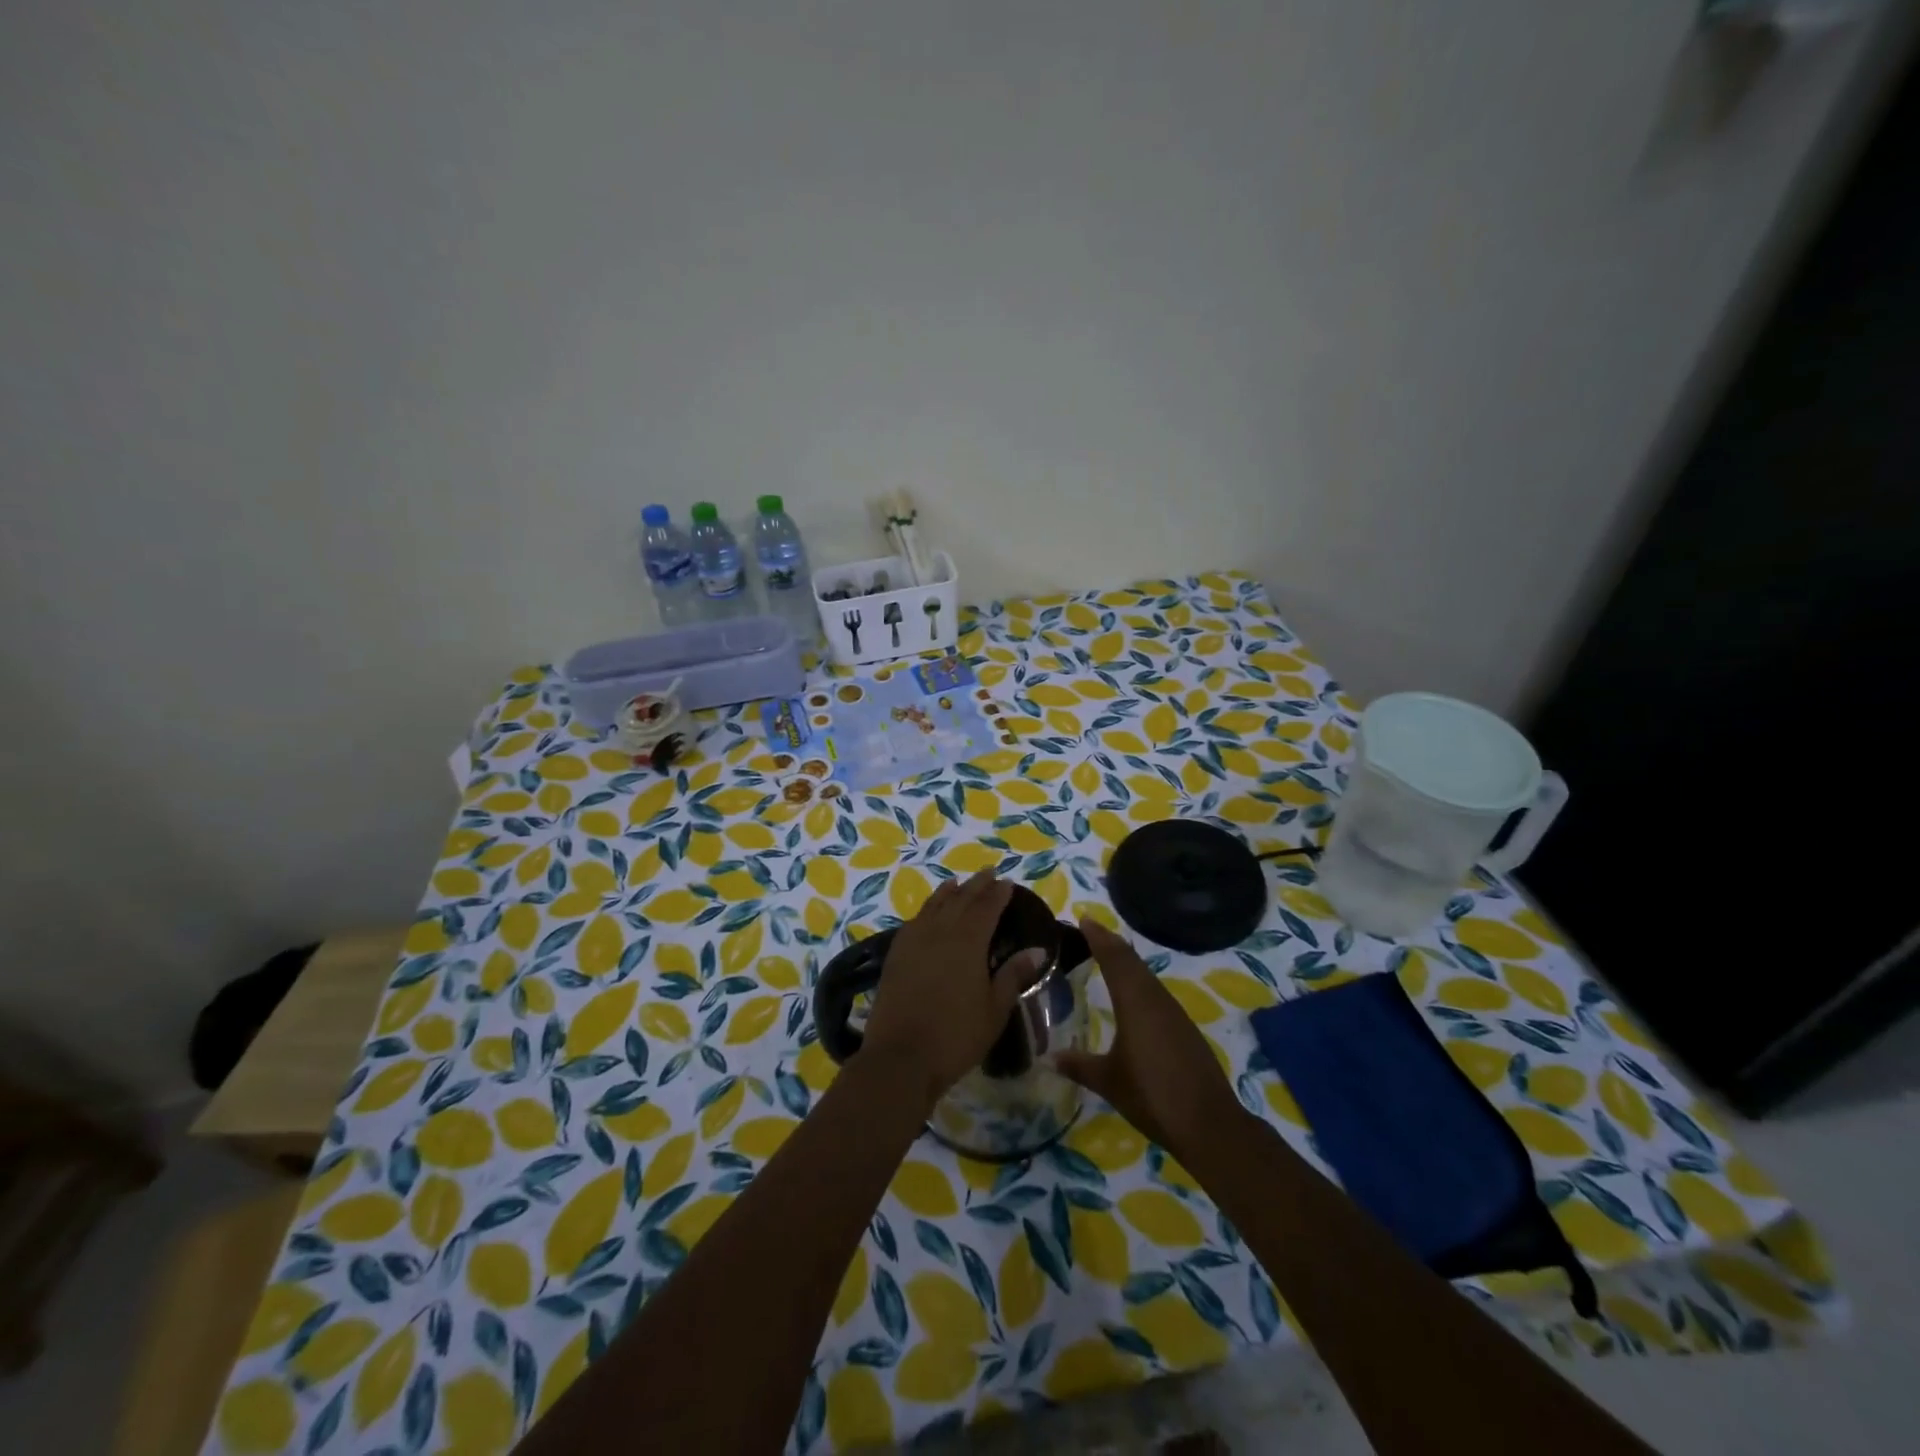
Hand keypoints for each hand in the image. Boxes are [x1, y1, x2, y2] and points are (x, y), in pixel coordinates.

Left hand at [860, 872, 1046, 1112]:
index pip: (987, 908)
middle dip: (977, 885)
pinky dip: (926, 909)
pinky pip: (915, 920)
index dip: (998, 894)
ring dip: (949, 892)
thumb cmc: (956, 1035)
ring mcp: (914, 940)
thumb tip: (1037, 950)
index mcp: (969, 941)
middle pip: (961, 899)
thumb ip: (1013, 975)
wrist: (900, 1056)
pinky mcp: (896, 954)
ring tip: (958, 883)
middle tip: (989, 873)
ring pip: (934, 905)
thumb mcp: (994, 1009)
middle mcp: (940, 931)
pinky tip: (928, 912)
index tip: (1008, 883)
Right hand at [1055, 918, 1244, 1156]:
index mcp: (1135, 1002)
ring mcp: (1174, 1013)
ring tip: (1108, 955)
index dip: (1098, 937)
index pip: (1114, 958)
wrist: (1209, 1123)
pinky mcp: (1185, 1028)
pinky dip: (1140, 982)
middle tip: (1091, 930)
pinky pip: (1157, 992)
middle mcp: (1155, 999)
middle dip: (1111, 943)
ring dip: (1127, 961)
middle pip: (1132, 961)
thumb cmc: (1152, 1095)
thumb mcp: (1108, 1081)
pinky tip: (1133, 994)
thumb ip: (1078, 1065)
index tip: (1084, 918)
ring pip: (1147, 975)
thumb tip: (1048, 1057)